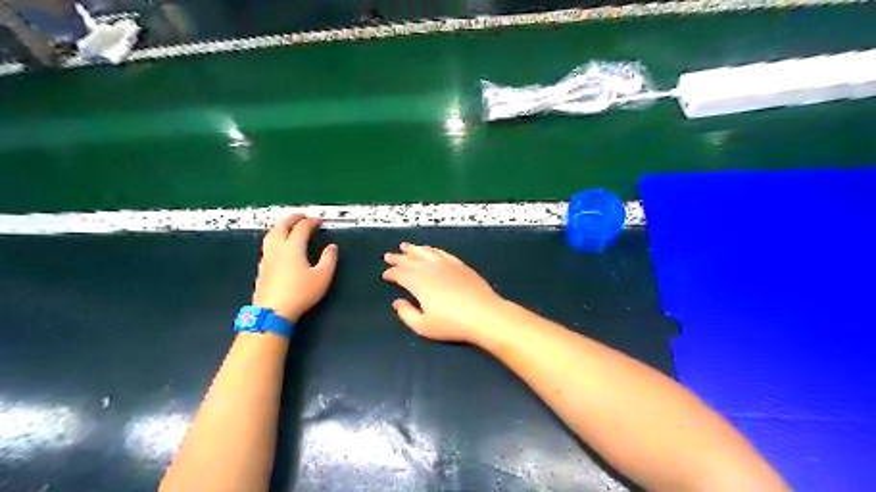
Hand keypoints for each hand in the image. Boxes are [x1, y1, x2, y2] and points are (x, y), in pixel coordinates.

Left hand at [254, 215, 337, 322]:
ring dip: (281, 226)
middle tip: (301, 216)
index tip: (318, 221)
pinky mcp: (262, 267)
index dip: (310, 222)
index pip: (301, 228)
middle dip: (292, 219)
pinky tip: (278, 245)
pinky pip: (268, 244)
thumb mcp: (322, 277)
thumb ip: (329, 259)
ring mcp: (267, 257)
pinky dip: (275, 237)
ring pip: (271, 234)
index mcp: (293, 247)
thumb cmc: (300, 293)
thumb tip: (331, 247)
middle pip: (282, 227)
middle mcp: (277, 248)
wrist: (272, 311)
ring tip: (288, 226)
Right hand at [384, 240, 506, 341]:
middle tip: (388, 255)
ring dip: (413, 249)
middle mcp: (430, 269)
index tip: (385, 274)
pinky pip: (441, 253)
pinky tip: (430, 249)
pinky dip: (432, 250)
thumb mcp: (423, 326)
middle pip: (410, 260)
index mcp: (418, 283)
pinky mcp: (460, 264)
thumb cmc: (452, 324)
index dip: (391, 273)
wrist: (484, 314)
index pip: (400, 274)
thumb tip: (397, 302)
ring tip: (405, 246)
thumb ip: (406, 313)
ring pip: (425, 252)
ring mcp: (446, 264)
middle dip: (398, 258)